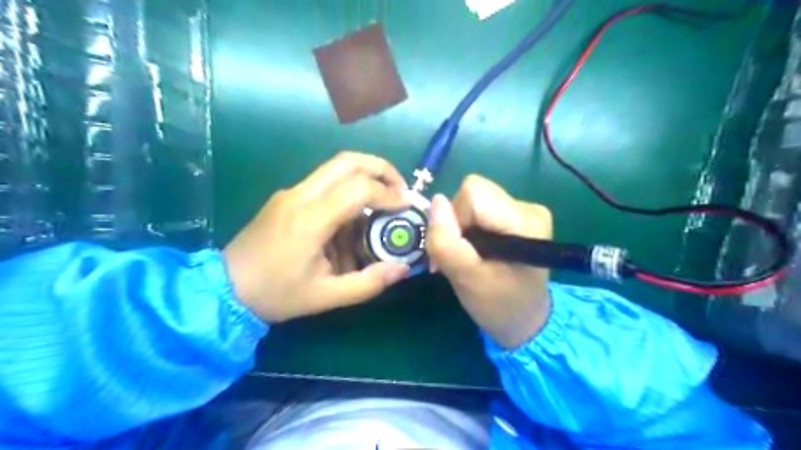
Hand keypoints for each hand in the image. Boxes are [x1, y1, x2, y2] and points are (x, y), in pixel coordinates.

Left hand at [222, 151, 409, 323]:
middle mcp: (300, 195)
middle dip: (381, 169)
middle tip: (400, 190)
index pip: (359, 187)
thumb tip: (403, 268)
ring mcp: (291, 192)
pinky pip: (324, 182)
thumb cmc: (275, 294)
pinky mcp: (286, 196)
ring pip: (335, 166)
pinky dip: (348, 189)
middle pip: (348, 161)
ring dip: (365, 176)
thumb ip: (368, 283)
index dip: (389, 193)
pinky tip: (353, 218)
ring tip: (382, 201)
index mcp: (310, 219)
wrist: (223, 288)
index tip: (406, 206)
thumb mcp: (325, 297)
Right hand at [428, 174, 555, 348]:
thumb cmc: (497, 305)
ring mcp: (526, 209)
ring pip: (474, 199)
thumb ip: (446, 241)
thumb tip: (436, 201)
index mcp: (524, 221)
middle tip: (459, 255)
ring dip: (462, 225)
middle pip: (473, 192)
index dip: (454, 218)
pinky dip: (470, 226)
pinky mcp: (519, 214)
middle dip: (457, 221)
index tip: (457, 249)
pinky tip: (478, 249)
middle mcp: (529, 207)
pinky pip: (481, 207)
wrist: (525, 319)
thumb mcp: (466, 279)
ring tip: (468, 255)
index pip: (473, 193)